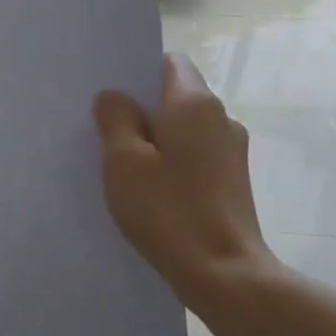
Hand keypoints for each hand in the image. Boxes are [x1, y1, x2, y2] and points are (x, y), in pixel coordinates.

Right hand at [94, 54, 281, 296]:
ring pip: (184, 130)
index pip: (169, 62)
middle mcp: (221, 119)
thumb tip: (115, 97)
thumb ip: (115, 119)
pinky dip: (171, 164)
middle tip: (103, 130)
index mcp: (195, 104)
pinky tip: (149, 190)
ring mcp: (231, 153)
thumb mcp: (124, 161)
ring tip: (122, 165)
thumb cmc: (168, 210)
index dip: (138, 72)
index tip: (110, 93)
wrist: (224, 273)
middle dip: (141, 109)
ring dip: (155, 140)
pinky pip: (194, 157)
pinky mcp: (232, 182)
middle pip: (175, 97)